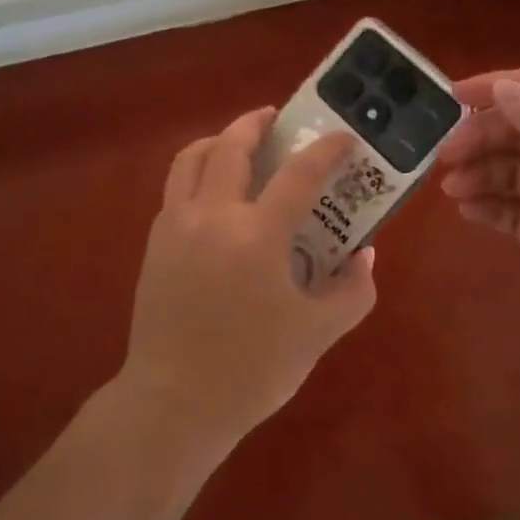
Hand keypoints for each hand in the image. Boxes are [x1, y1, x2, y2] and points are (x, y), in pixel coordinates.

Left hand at [118, 108, 376, 460]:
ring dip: (218, 140)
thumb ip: (352, 290)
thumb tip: (364, 255)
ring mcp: (177, 225)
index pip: (299, 174)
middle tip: (276, 118)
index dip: (326, 150)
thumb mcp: (317, 334)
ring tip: (238, 142)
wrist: (174, 402)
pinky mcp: (155, 242)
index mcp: (257, 235)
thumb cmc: (252, 369)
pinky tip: (213, 191)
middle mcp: (213, 215)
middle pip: (232, 147)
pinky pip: (176, 187)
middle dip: (256, 123)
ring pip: (192, 158)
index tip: (343, 137)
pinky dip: (196, 171)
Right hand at [437, 70, 519, 395]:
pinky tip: (467, 212)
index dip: (500, 87)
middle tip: (445, 157)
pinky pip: (513, 209)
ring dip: (481, 172)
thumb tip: (503, 88)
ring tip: (452, 190)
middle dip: (483, 136)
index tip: (452, 97)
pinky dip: (489, 205)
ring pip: (514, 170)